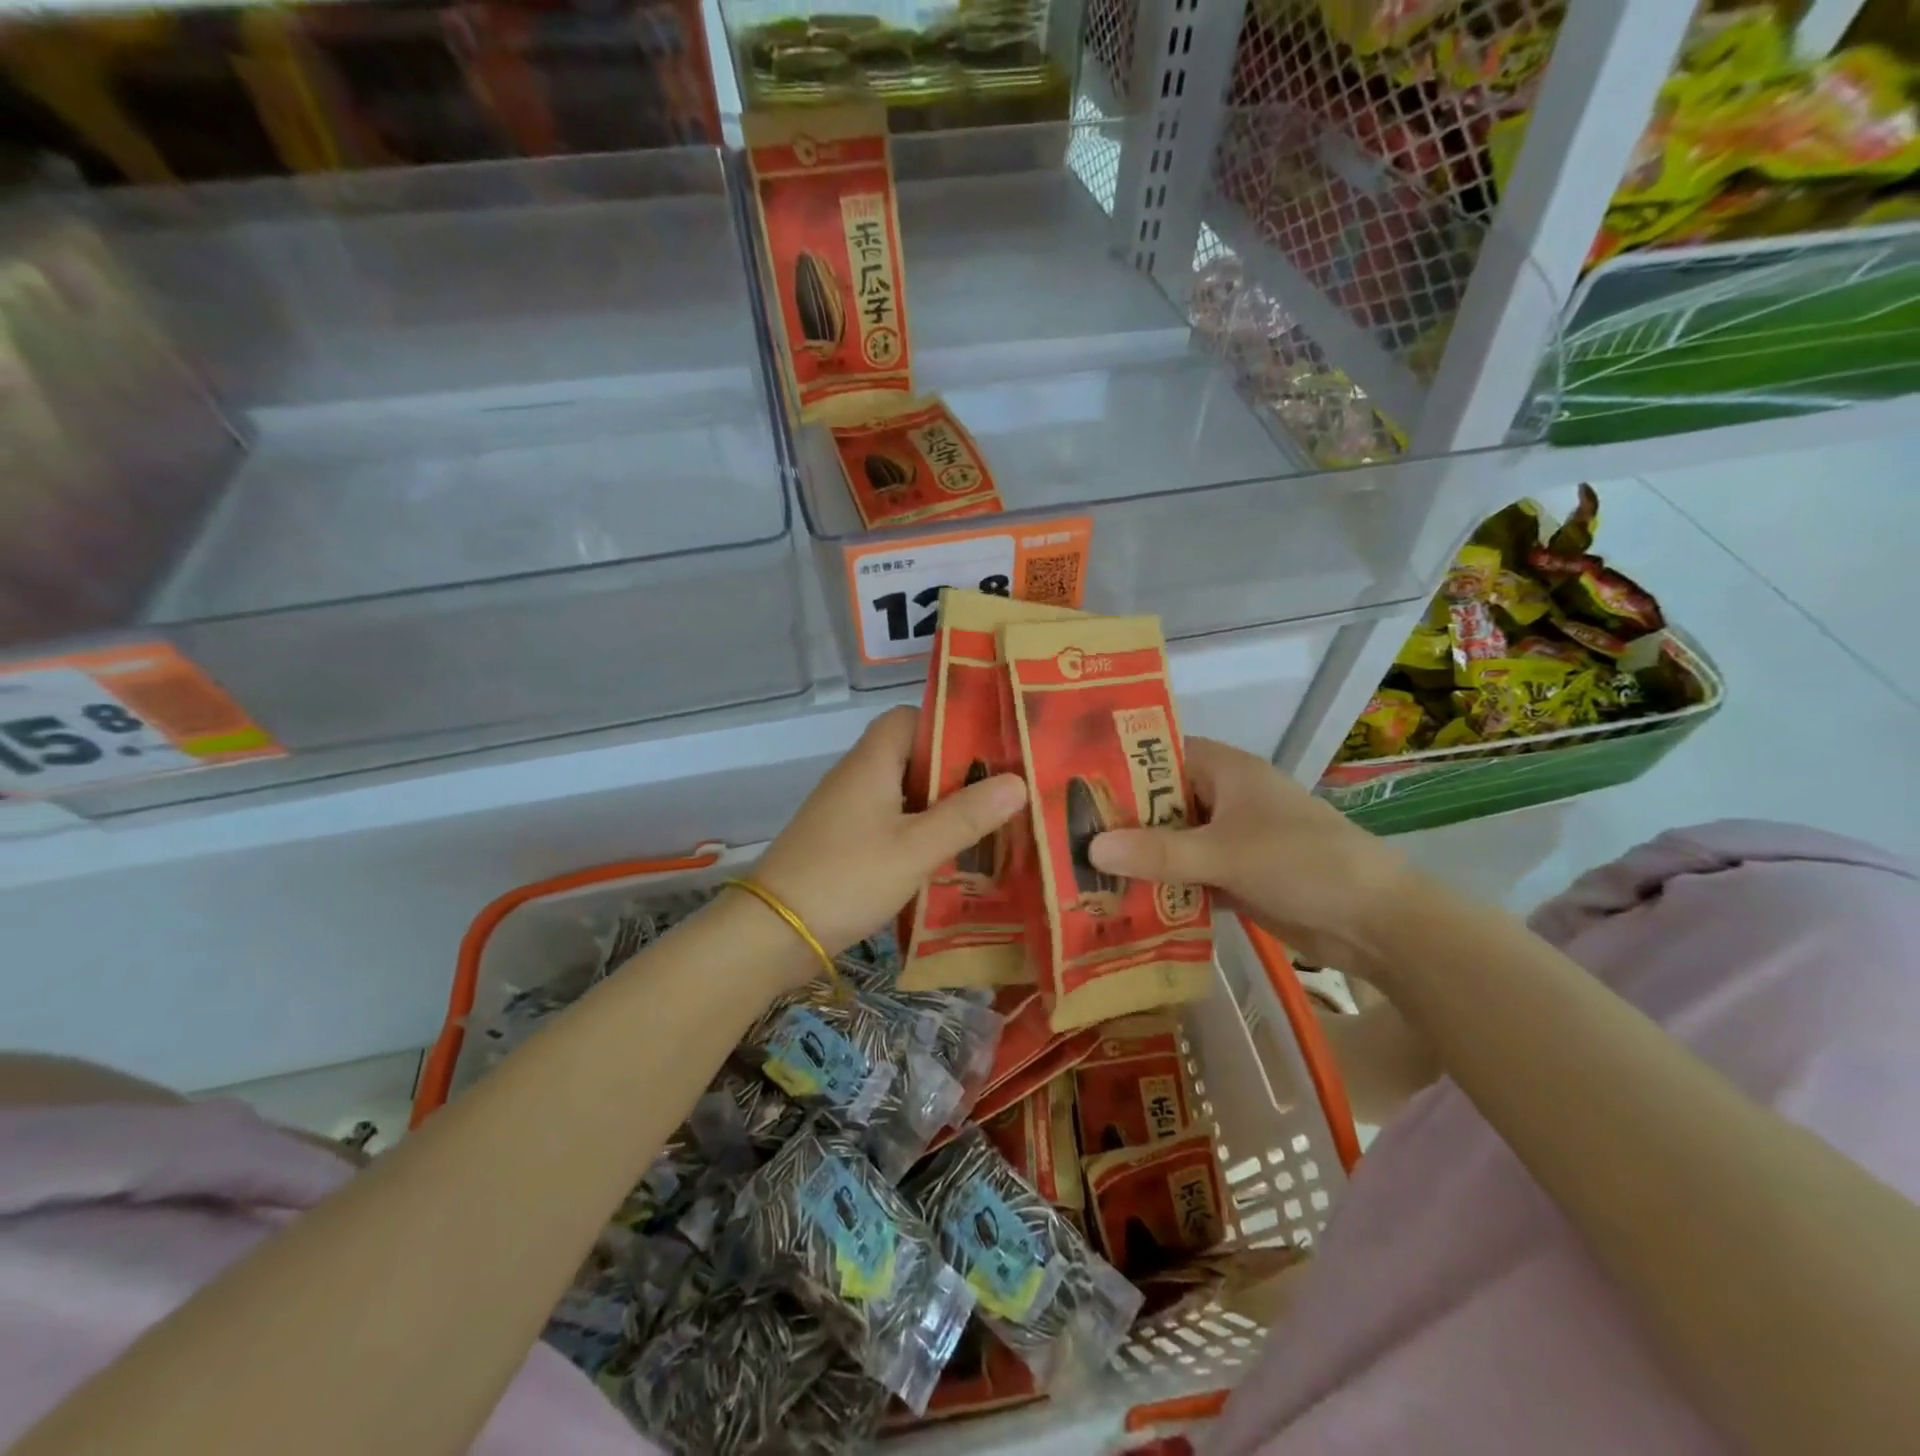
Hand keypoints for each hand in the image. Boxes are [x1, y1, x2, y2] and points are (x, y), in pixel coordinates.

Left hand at [753, 705, 1026, 957]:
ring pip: (902, 793)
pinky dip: (917, 831)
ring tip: (986, 823)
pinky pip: (888, 822)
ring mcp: (845, 811)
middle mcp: (856, 777)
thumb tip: (1018, 781)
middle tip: (1000, 790)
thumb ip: (967, 816)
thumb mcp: (916, 848)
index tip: (988, 746)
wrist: (772, 932)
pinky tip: (945, 856)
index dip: (947, 723)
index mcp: (872, 762)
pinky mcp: (841, 842)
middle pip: (910, 755)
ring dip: (938, 805)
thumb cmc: (848, 877)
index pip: (908, 718)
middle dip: (954, 770)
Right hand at [1088, 737, 1413, 973]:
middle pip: (1159, 802)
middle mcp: (1223, 798)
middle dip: (1118, 819)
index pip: (1159, 753)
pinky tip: (1120, 902)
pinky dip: (1160, 886)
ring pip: (1170, 842)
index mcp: (1224, 770)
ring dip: (1136, 857)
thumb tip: (1090, 848)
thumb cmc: (1302, 863)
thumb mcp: (1224, 853)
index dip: (1117, 763)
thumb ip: (1158, 852)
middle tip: (1062, 834)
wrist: (1377, 922)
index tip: (1071, 782)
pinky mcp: (1234, 876)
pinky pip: (1185, 875)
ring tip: (1078, 870)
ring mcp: (1228, 839)